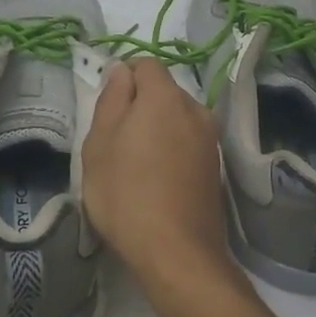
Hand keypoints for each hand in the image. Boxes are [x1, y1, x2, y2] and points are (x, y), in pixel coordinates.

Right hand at [82, 59, 233, 289]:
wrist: (176, 252)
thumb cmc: (126, 192)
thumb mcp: (99, 142)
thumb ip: (111, 99)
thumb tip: (122, 71)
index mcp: (165, 97)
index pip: (147, 64)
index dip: (124, 76)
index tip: (107, 106)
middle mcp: (195, 109)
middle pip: (164, 91)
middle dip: (140, 104)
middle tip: (115, 139)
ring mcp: (210, 139)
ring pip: (177, 118)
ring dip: (157, 128)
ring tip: (135, 163)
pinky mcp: (215, 166)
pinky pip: (188, 142)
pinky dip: (172, 149)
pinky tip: (156, 180)